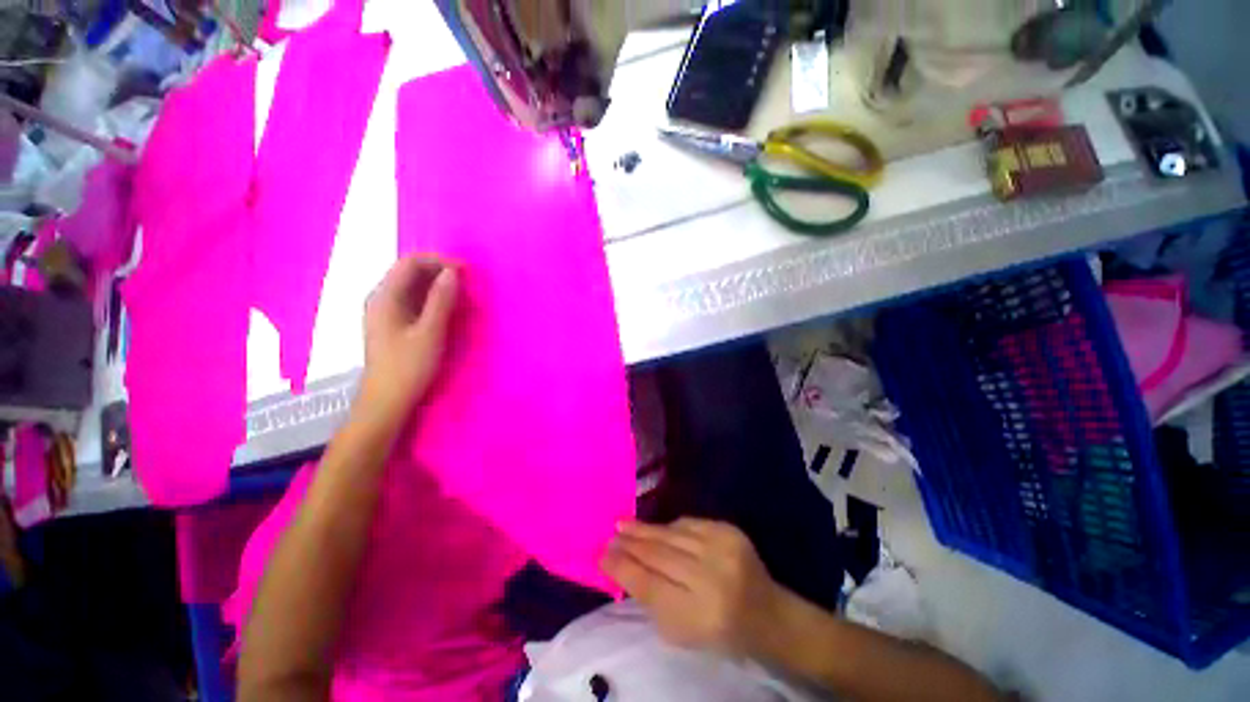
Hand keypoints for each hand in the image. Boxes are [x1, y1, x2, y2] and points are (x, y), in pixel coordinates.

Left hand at [359, 256, 458, 422]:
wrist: (387, 401)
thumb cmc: (409, 367)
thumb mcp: (430, 332)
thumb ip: (441, 300)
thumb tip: (453, 273)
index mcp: (384, 297)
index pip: (410, 263)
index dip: (438, 261)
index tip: (465, 271)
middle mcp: (380, 298)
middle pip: (408, 272)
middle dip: (438, 271)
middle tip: (466, 282)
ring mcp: (384, 311)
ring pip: (411, 286)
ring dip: (436, 284)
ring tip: (461, 293)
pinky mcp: (391, 323)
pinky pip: (411, 300)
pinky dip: (430, 298)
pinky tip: (445, 307)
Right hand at [601, 518, 782, 654]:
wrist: (766, 613)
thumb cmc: (719, 631)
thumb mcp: (681, 632)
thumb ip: (651, 601)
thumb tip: (623, 567)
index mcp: (698, 614)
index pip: (648, 585)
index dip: (622, 568)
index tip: (601, 555)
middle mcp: (710, 577)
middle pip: (658, 554)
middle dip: (629, 544)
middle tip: (610, 535)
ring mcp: (721, 548)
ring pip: (670, 534)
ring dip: (644, 529)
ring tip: (623, 525)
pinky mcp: (729, 530)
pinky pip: (688, 524)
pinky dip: (668, 527)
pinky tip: (655, 529)